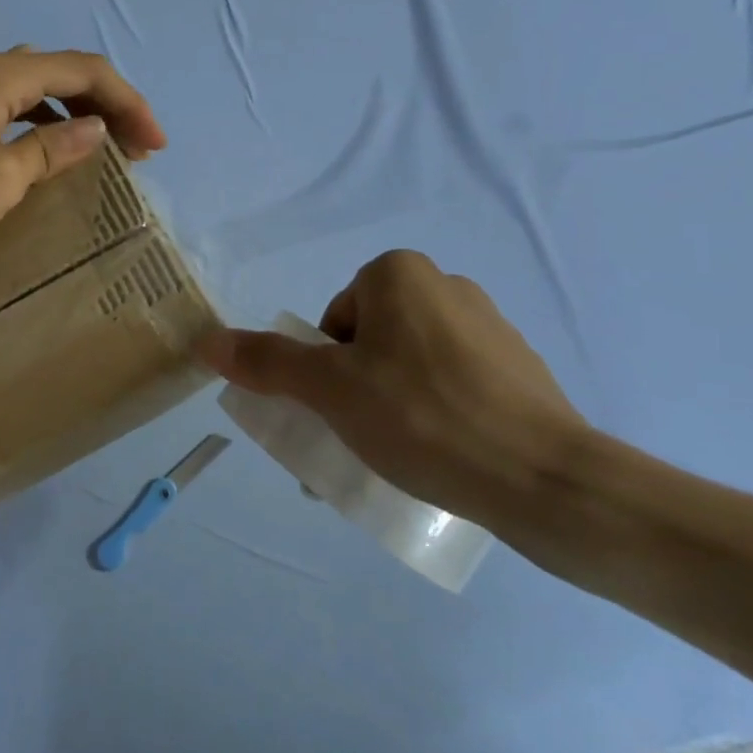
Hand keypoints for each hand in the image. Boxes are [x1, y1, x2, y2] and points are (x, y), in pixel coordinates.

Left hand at [0, 47, 167, 273]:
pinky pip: (9, 104)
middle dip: (106, 103)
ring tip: (104, 145)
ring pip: (34, 86)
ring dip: (75, 110)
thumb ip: (54, 148)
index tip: (156, 144)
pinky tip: (49, 146)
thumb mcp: (3, 178)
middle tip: (138, 147)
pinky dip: (42, 120)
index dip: (128, 102)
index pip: (83, 71)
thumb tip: (96, 127)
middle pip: (60, 71)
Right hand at [202, 251, 599, 539]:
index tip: (344, 409)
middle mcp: (446, 285)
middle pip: (372, 340)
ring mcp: (490, 326)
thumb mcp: (330, 391)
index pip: (337, 320)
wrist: (544, 478)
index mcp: (399, 274)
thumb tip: (208, 341)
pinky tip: (446, 454)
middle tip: (364, 437)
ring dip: (395, 403)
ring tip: (404, 455)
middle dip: (358, 387)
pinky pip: (456, 384)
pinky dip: (439, 412)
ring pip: (413, 364)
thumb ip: (268, 362)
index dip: (330, 368)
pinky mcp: (520, 368)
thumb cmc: (422, 418)